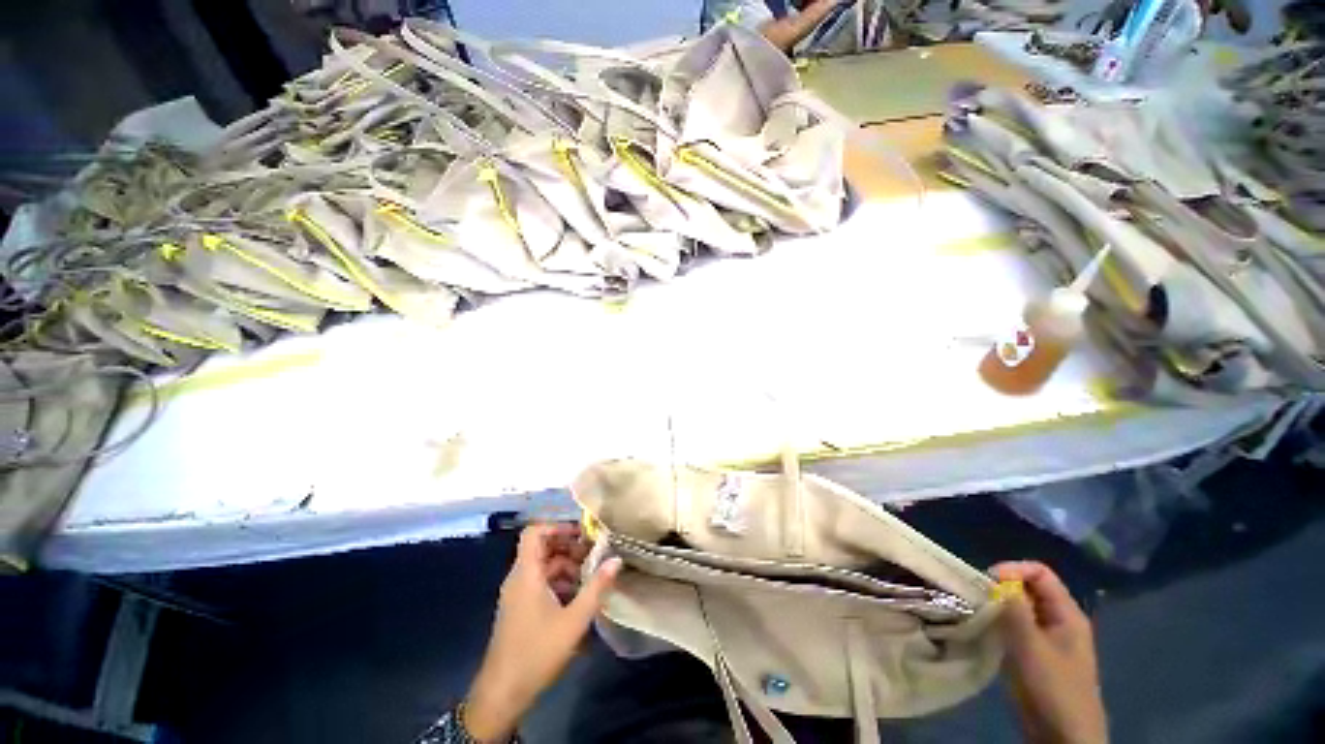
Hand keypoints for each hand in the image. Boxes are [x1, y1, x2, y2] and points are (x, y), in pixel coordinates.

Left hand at [463, 524, 620, 742]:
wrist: (502, 694)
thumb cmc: (536, 652)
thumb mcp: (574, 620)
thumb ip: (596, 587)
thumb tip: (616, 559)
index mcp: (526, 573)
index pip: (534, 532)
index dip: (558, 526)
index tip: (582, 534)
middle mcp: (519, 578)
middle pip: (542, 547)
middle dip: (569, 547)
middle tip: (594, 553)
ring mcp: (517, 594)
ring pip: (543, 566)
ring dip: (567, 566)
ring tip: (591, 575)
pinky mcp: (520, 608)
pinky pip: (540, 583)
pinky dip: (559, 582)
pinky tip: (578, 596)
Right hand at [991, 561, 1107, 743]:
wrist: (1063, 734)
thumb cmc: (1053, 686)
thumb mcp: (1031, 646)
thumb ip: (1015, 610)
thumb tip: (997, 581)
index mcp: (1067, 614)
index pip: (1040, 573)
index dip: (1013, 569)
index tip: (986, 580)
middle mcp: (1059, 621)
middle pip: (1030, 588)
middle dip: (1002, 587)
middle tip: (976, 595)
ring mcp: (1048, 639)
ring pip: (1020, 608)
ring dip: (998, 606)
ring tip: (975, 610)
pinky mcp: (1036, 654)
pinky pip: (1017, 627)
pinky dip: (1000, 623)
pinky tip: (984, 630)